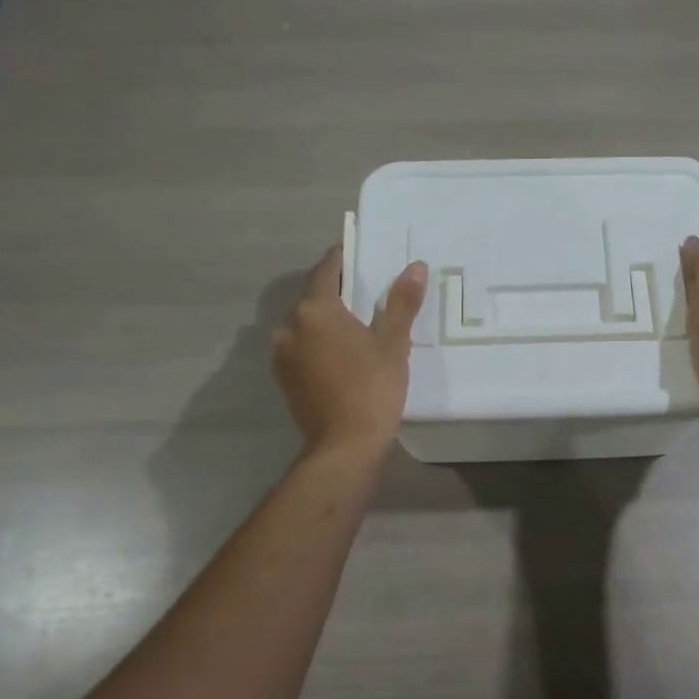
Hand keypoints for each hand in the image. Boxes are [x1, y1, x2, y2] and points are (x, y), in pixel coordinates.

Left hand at [273, 247, 427, 456]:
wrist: (344, 446)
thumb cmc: (372, 388)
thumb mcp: (393, 343)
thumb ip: (401, 302)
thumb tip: (415, 267)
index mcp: (315, 310)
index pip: (327, 271)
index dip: (344, 258)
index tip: (360, 251)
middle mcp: (290, 326)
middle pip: (315, 298)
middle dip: (339, 293)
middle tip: (369, 292)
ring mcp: (283, 355)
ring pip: (307, 325)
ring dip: (328, 321)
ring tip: (358, 325)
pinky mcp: (284, 379)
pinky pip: (303, 348)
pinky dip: (321, 344)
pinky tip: (343, 354)